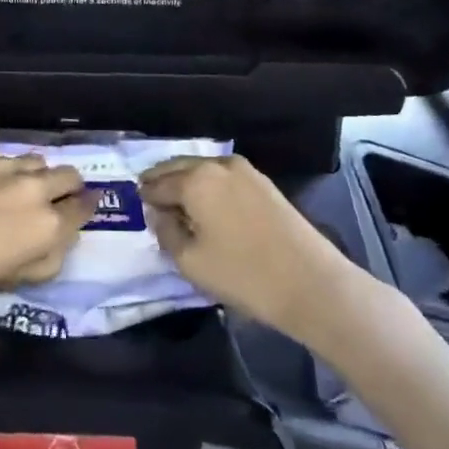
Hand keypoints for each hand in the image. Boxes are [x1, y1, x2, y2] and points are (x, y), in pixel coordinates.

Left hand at [0, 154, 95, 311]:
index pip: (83, 210)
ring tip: (26, 187)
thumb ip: (44, 261)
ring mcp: (6, 168)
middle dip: (70, 187)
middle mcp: (34, 190)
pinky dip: (11, 169)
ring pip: (39, 161)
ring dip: (40, 174)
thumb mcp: (9, 282)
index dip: (86, 209)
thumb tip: (59, 241)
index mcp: (47, 227)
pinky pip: (8, 158)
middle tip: (59, 198)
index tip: (85, 208)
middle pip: (69, 176)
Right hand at [138, 154, 357, 338]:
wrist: (311, 283)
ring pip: (202, 170)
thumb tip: (159, 214)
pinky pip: (223, 177)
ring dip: (186, 182)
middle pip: (178, 168)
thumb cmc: (243, 274)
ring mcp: (244, 171)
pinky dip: (208, 186)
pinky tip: (207, 206)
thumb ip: (166, 232)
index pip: (157, 183)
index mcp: (194, 179)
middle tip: (151, 200)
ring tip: (179, 205)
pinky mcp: (263, 183)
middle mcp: (217, 165)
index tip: (137, 207)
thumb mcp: (191, 261)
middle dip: (163, 182)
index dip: (145, 196)